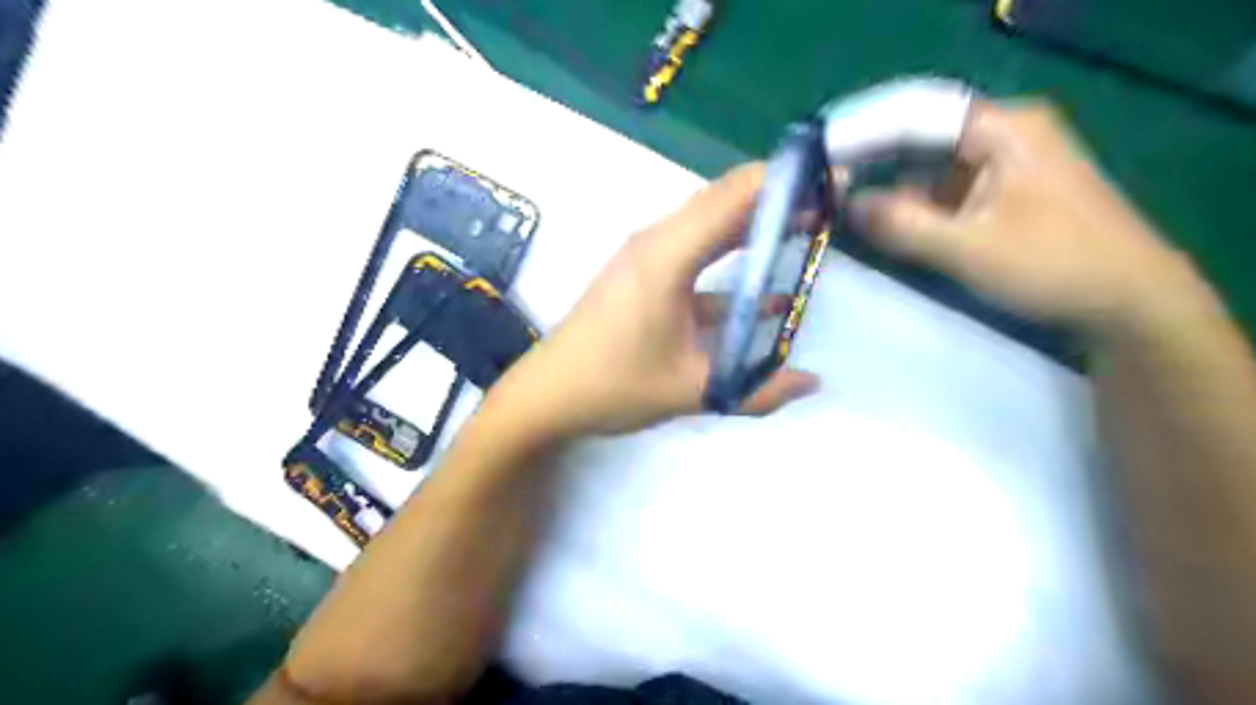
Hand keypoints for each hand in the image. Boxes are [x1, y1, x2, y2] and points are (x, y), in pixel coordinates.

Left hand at [482, 162, 815, 438]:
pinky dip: (729, 260)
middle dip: (777, 195)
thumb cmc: (613, 386)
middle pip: (722, 200)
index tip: (833, 176)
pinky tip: (764, 288)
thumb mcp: (690, 390)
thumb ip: (758, 390)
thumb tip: (814, 383)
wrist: (549, 395)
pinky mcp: (643, 276)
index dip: (785, 180)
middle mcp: (656, 243)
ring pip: (709, 225)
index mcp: (666, 256)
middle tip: (830, 200)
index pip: (733, 196)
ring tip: (807, 227)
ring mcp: (646, 258)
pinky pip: (694, 254)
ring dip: (754, 224)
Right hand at [847, 99, 1210, 335]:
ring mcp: (999, 164)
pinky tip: (879, 225)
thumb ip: (902, 225)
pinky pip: (939, 192)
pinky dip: (909, 208)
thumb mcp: (970, 248)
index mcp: (1002, 128)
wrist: (1128, 302)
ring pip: (924, 168)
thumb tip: (845, 204)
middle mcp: (999, 134)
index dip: (862, 132)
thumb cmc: (1056, 267)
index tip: (817, 158)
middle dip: (868, 162)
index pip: (914, 114)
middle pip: (916, 138)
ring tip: (837, 206)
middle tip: (819, 187)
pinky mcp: (996, 194)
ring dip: (885, 189)